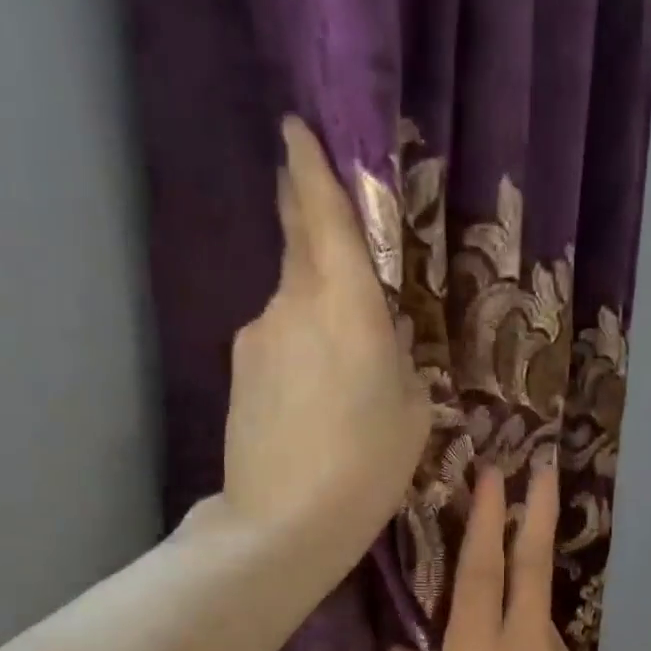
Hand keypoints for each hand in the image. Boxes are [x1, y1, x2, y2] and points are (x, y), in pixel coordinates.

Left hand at [222, 117, 430, 545]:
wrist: (285, 521)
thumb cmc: (368, 467)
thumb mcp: (412, 412)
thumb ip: (398, 360)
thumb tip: (379, 340)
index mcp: (347, 307)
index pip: (324, 218)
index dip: (310, 169)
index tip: (295, 129)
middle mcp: (293, 304)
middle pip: (298, 245)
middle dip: (302, 214)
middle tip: (310, 197)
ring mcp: (257, 336)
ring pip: (289, 301)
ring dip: (312, 307)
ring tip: (340, 360)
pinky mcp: (239, 371)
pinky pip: (276, 340)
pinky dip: (298, 349)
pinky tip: (315, 394)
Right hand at [391, 459, 614, 650]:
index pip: (481, 570)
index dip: (487, 518)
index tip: (495, 475)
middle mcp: (522, 645)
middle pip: (531, 564)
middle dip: (537, 510)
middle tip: (543, 465)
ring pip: (540, 601)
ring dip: (530, 567)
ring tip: (513, 555)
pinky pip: (544, 641)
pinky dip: (528, 626)